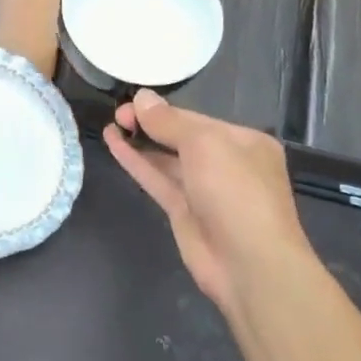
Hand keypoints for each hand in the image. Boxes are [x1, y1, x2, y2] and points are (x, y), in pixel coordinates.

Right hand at [103, 91, 322, 315]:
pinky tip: (115, 145)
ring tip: (111, 124)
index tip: (130, 101)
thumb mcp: (205, 145)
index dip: (163, 110)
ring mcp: (204, 190)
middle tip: (117, 113)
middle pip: (181, 138)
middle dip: (150, 124)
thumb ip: (169, 122)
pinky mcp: (184, 212)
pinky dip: (137, 163)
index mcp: (244, 142)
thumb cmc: (236, 192)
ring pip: (167, 160)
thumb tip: (141, 98)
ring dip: (140, 143)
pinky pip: (158, 180)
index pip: (197, 118)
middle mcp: (226, 163)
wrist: (249, 263)